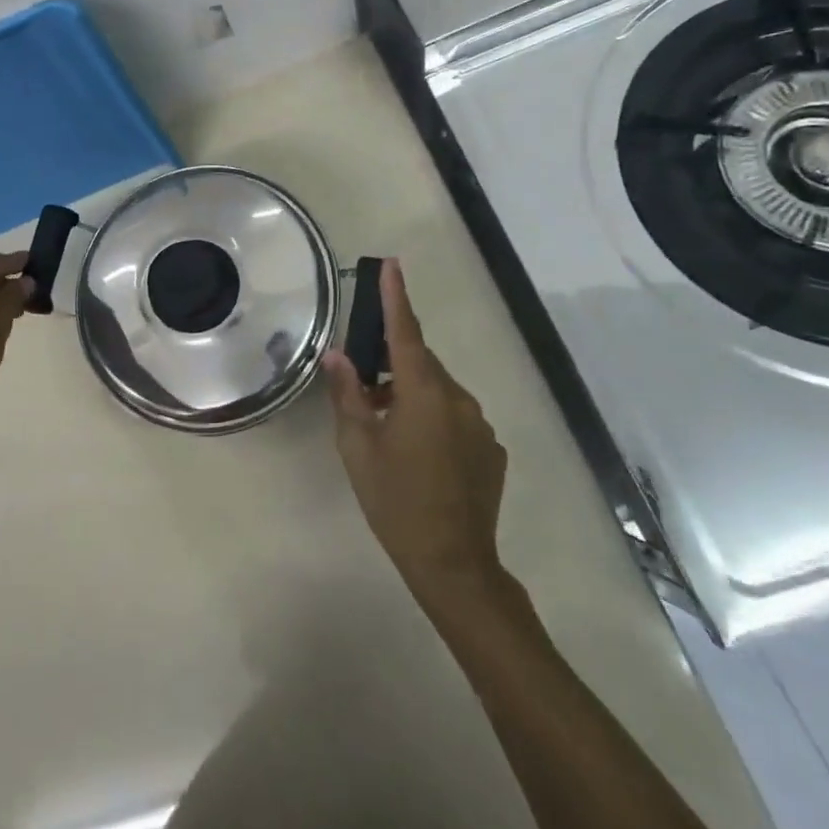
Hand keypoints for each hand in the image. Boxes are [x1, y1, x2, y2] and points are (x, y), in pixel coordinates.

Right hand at [324, 259, 509, 601]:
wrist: (453, 563)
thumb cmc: (395, 501)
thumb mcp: (358, 447)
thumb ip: (347, 394)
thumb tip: (337, 355)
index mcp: (424, 393)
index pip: (406, 332)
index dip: (396, 297)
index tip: (391, 264)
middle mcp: (458, 399)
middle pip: (421, 364)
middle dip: (392, 367)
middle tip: (363, 392)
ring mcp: (480, 425)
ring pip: (438, 392)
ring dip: (411, 396)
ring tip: (386, 430)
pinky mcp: (491, 449)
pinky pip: (456, 418)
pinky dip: (433, 421)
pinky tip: (418, 457)